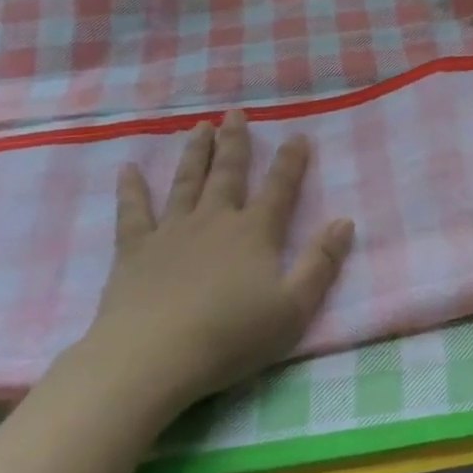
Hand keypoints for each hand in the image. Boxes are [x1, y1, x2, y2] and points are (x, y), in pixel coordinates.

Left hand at [78, 112, 354, 413]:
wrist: (150, 360)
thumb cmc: (230, 336)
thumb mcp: (294, 307)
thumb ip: (321, 262)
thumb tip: (345, 221)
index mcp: (255, 232)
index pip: (279, 187)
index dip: (291, 161)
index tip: (297, 135)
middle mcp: (215, 220)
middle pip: (227, 173)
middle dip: (234, 142)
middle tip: (234, 113)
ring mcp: (171, 233)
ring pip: (186, 182)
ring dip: (194, 153)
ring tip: (198, 127)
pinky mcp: (134, 252)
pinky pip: (133, 213)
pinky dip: (131, 190)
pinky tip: (127, 170)